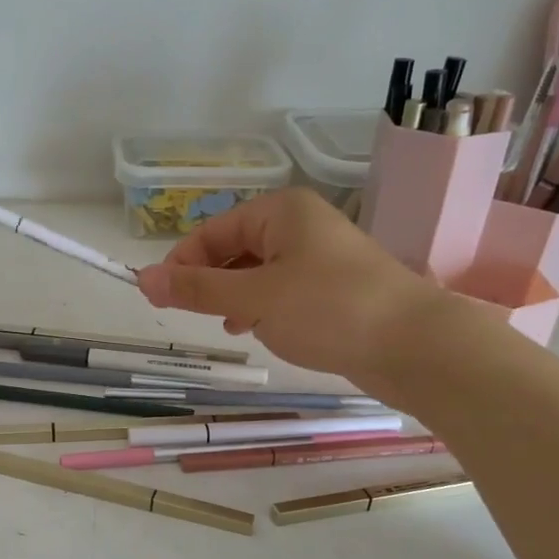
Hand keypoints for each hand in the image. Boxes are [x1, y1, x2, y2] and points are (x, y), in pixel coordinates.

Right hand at [136, 188, 453, 386]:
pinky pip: (283, 292)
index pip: (213, 231)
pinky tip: (254, 330)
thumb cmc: (329, 309)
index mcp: (281, 212)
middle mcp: (302, 227)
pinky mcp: (335, 290)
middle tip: (186, 315)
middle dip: (209, 281)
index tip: (157, 297)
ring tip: (222, 326)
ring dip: (233, 297)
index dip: (181, 263)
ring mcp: (322, 258)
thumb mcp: (254, 298)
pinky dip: (261, 308)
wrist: (416, 346)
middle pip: (236, 249)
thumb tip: (142, 278)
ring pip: (259, 273)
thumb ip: (197, 290)